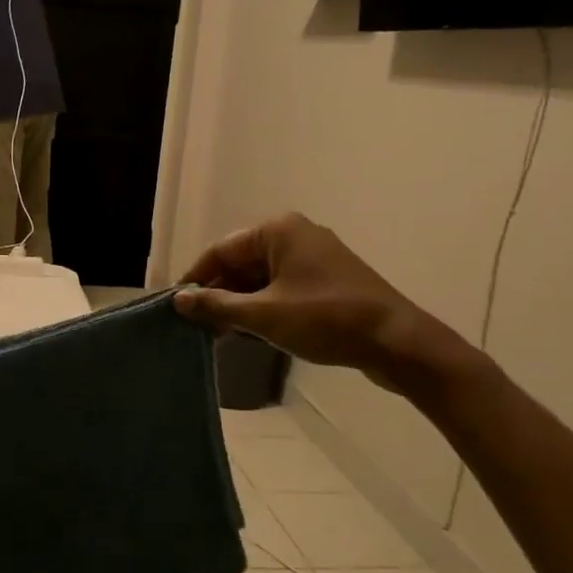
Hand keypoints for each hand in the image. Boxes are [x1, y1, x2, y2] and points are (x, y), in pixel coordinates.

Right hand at [175, 213, 469, 391]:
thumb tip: (178, 299)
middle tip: (197, 326)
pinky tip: (250, 332)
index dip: (196, 279)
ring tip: (219, 334)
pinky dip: (264, 306)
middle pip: (241, 262)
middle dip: (218, 293)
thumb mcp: (263, 315)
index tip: (176, 306)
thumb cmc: (325, 319)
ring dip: (240, 303)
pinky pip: (282, 287)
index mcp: (278, 230)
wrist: (396, 342)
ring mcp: (314, 257)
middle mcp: (295, 235)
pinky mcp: (327, 280)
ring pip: (261, 277)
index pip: (220, 250)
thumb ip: (217, 305)